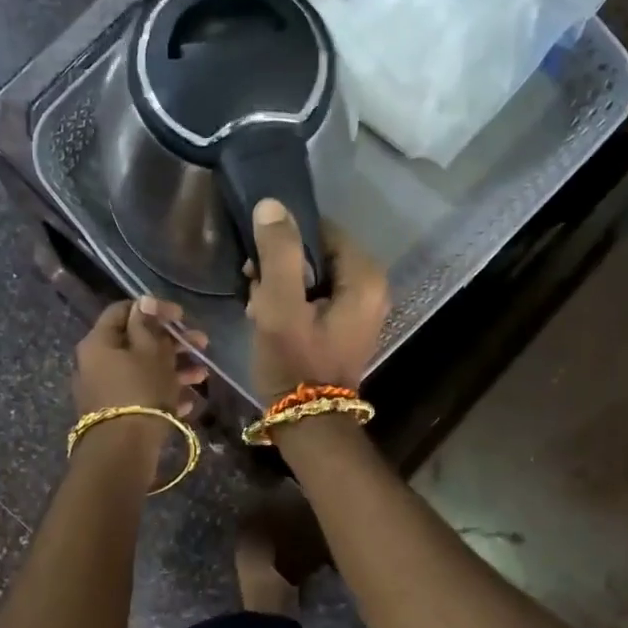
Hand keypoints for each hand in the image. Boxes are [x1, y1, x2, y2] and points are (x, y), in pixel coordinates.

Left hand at [73, 297, 209, 417]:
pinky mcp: (117, 412)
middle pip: (137, 341)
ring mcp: (106, 389)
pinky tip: (189, 401)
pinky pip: (142, 393)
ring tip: (203, 374)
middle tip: (202, 343)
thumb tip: (144, 301)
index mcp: (99, 342)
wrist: (123, 451)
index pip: (123, 310)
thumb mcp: (151, 352)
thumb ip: (148, 324)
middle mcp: (97, 362)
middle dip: (172, 341)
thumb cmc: (140, 391)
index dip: (153, 308)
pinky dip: (164, 392)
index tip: (180, 315)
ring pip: (143, 369)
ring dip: (174, 368)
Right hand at [245, 198, 388, 402]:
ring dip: (283, 285)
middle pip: (319, 252)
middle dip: (282, 266)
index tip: (259, 262)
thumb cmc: (294, 363)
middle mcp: (372, 287)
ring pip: (314, 275)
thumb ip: (278, 253)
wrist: (308, 423)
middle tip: (255, 288)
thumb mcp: (280, 306)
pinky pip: (317, 296)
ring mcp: (362, 308)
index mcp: (365, 277)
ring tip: (259, 307)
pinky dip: (293, 302)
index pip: (323, 229)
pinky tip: (272, 319)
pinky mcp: (347, 325)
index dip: (286, 239)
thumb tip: (272, 204)